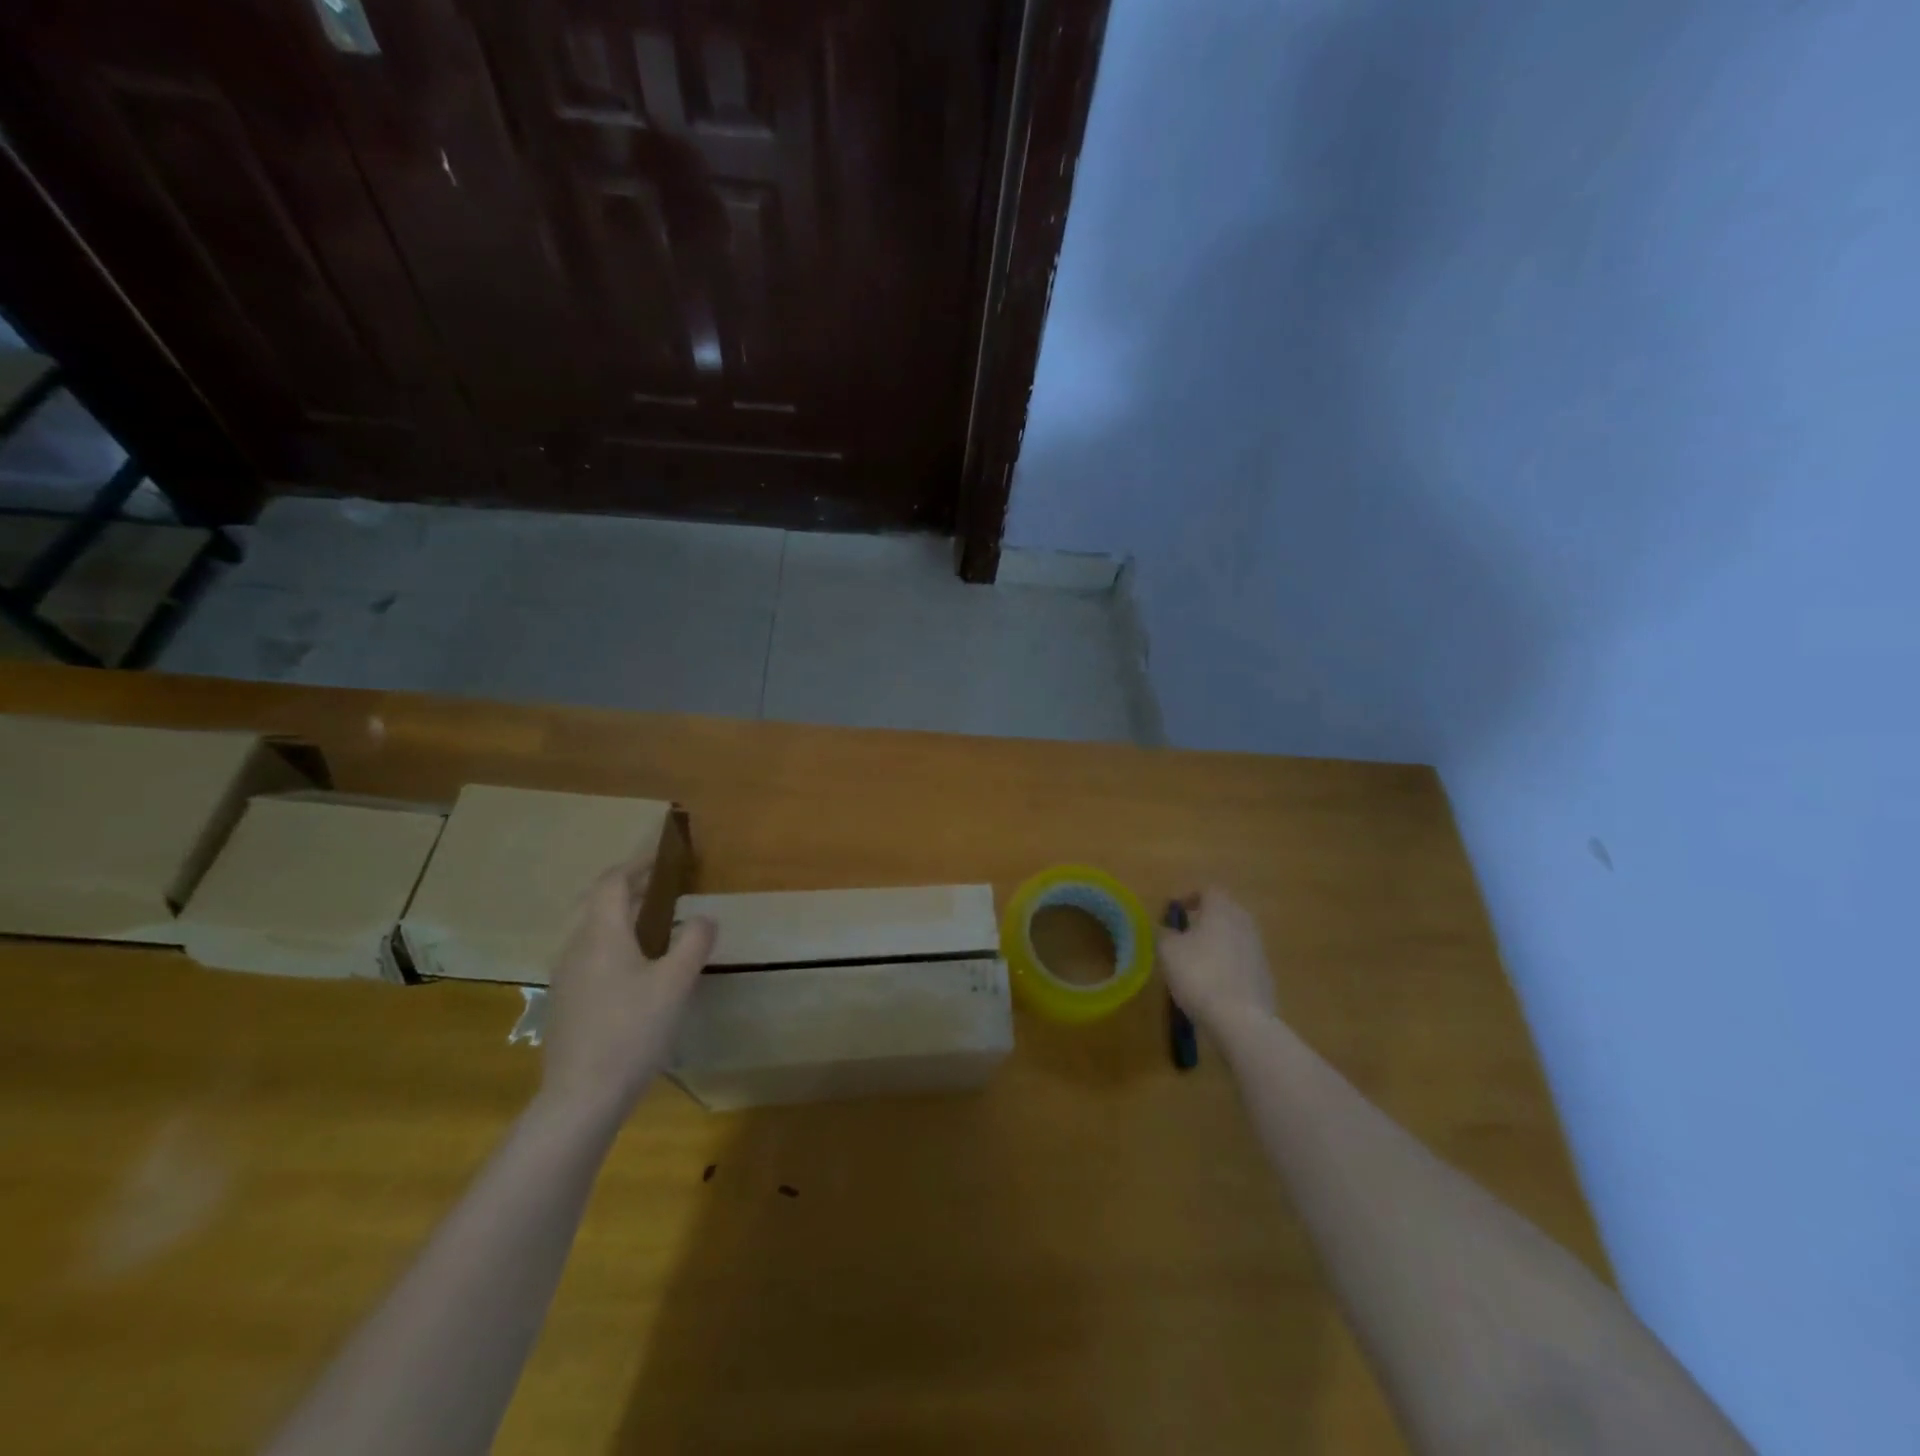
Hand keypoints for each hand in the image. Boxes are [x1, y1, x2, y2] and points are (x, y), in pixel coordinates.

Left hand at [540, 856, 716, 1122]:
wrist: (581, 1097)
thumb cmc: (632, 1030)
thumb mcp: (675, 983)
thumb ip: (693, 943)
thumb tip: (704, 917)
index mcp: (602, 934)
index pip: (613, 882)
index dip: (637, 865)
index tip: (662, 858)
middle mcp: (577, 947)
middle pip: (596, 902)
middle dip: (625, 886)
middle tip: (657, 884)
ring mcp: (566, 976)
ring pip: (589, 929)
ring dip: (617, 914)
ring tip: (650, 920)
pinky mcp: (565, 1002)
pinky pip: (587, 954)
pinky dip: (610, 940)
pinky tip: (632, 965)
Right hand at [1158, 887, 1278, 1035]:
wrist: (1240, 1020)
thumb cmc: (1199, 975)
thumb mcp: (1168, 951)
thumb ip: (1164, 933)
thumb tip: (1167, 929)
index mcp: (1221, 910)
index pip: (1208, 890)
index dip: (1190, 897)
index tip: (1175, 912)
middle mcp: (1244, 923)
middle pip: (1225, 911)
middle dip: (1206, 919)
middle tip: (1185, 934)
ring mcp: (1259, 950)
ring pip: (1235, 936)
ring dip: (1217, 943)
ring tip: (1197, 961)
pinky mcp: (1265, 976)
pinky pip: (1242, 961)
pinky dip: (1228, 965)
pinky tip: (1214, 984)